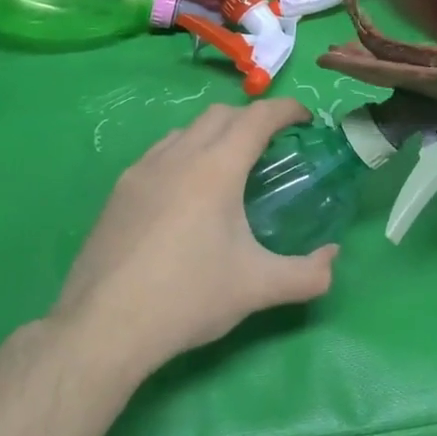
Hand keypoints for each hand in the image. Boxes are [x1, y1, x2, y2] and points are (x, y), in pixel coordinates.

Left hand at [51, 99, 336, 375]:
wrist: (104, 326)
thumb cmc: (188, 297)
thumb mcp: (258, 288)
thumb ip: (308, 274)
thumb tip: (333, 259)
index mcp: (216, 168)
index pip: (257, 117)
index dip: (286, 109)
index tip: (305, 119)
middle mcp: (177, 156)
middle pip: (220, 114)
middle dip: (250, 119)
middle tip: (270, 147)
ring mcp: (141, 171)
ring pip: (185, 131)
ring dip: (213, 135)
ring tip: (227, 169)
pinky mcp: (118, 191)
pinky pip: (159, 155)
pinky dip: (183, 156)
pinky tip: (184, 196)